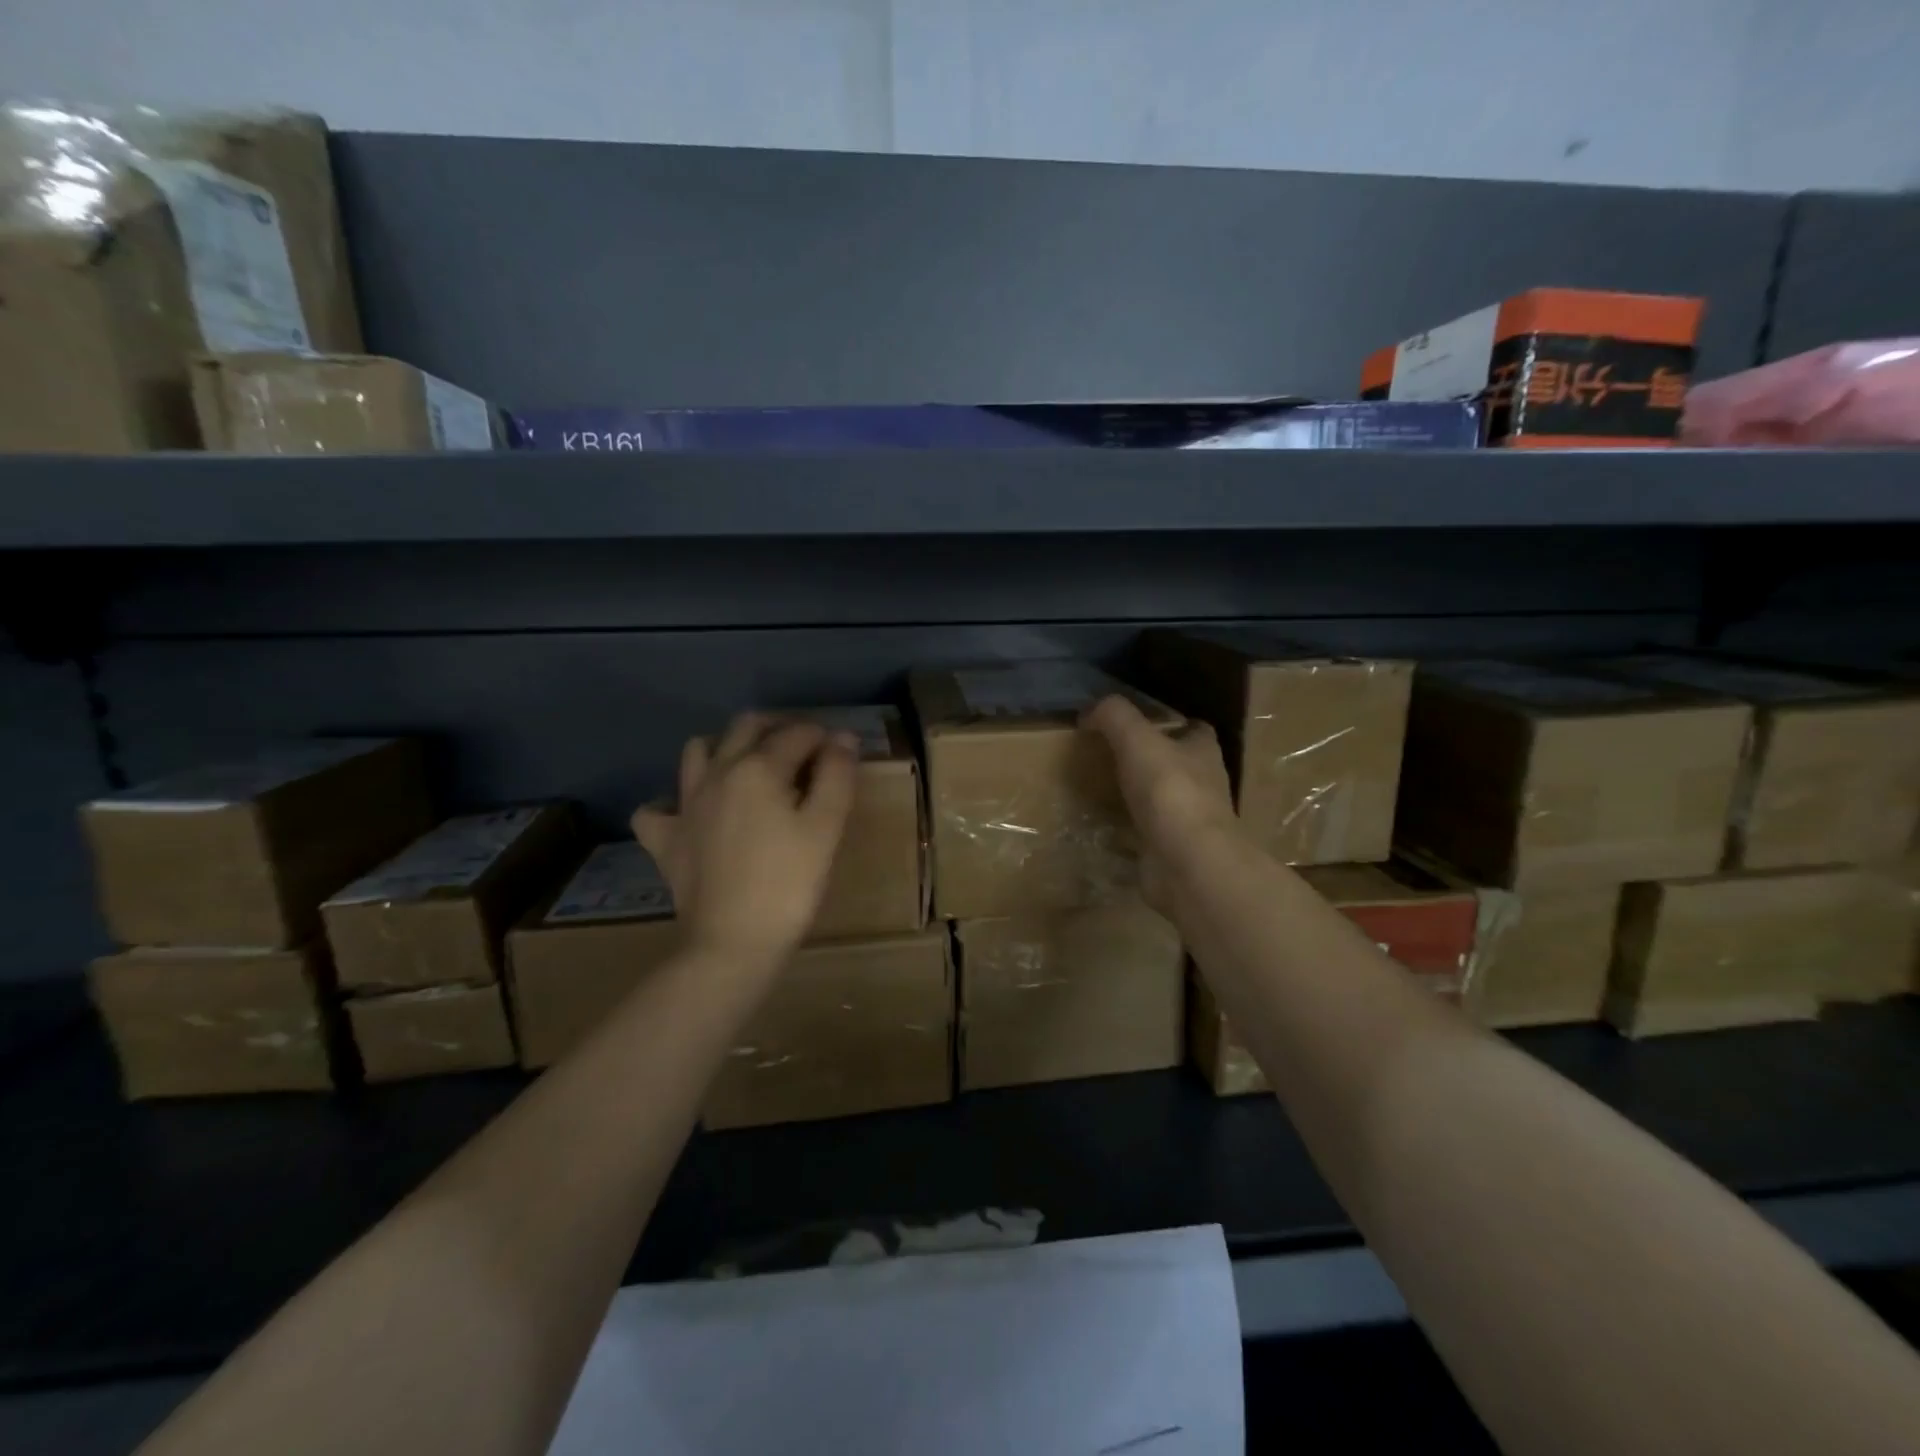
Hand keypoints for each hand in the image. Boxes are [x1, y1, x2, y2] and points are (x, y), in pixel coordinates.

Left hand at [632, 714, 857, 967]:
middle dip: (780, 727)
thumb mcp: (826, 828)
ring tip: (752, 769)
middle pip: (747, 726)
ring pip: (698, 750)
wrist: (732, 944)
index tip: (841, 756)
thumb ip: (837, 775)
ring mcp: (685, 804)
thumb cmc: (789, 885)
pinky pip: (658, 807)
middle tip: (806, 750)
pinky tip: (695, 813)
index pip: (798, 733)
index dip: (825, 739)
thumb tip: (842, 738)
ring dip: (726, 746)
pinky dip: (675, 802)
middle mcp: (717, 773)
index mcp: (759, 767)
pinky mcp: (666, 838)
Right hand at [1082, 694, 1237, 916]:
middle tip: (1113, 755)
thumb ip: (1113, 716)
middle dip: (1155, 760)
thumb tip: (1089, 711)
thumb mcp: (1136, 739)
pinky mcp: (1175, 851)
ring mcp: (1192, 821)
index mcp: (1203, 751)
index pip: (1194, 729)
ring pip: (1166, 800)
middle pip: (1180, 764)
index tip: (1140, 724)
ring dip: (1144, 796)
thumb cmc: (1169, 791)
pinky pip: (1151, 834)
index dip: (1172, 723)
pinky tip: (1108, 827)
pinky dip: (1133, 830)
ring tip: (1106, 789)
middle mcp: (1204, 784)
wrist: (1187, 863)